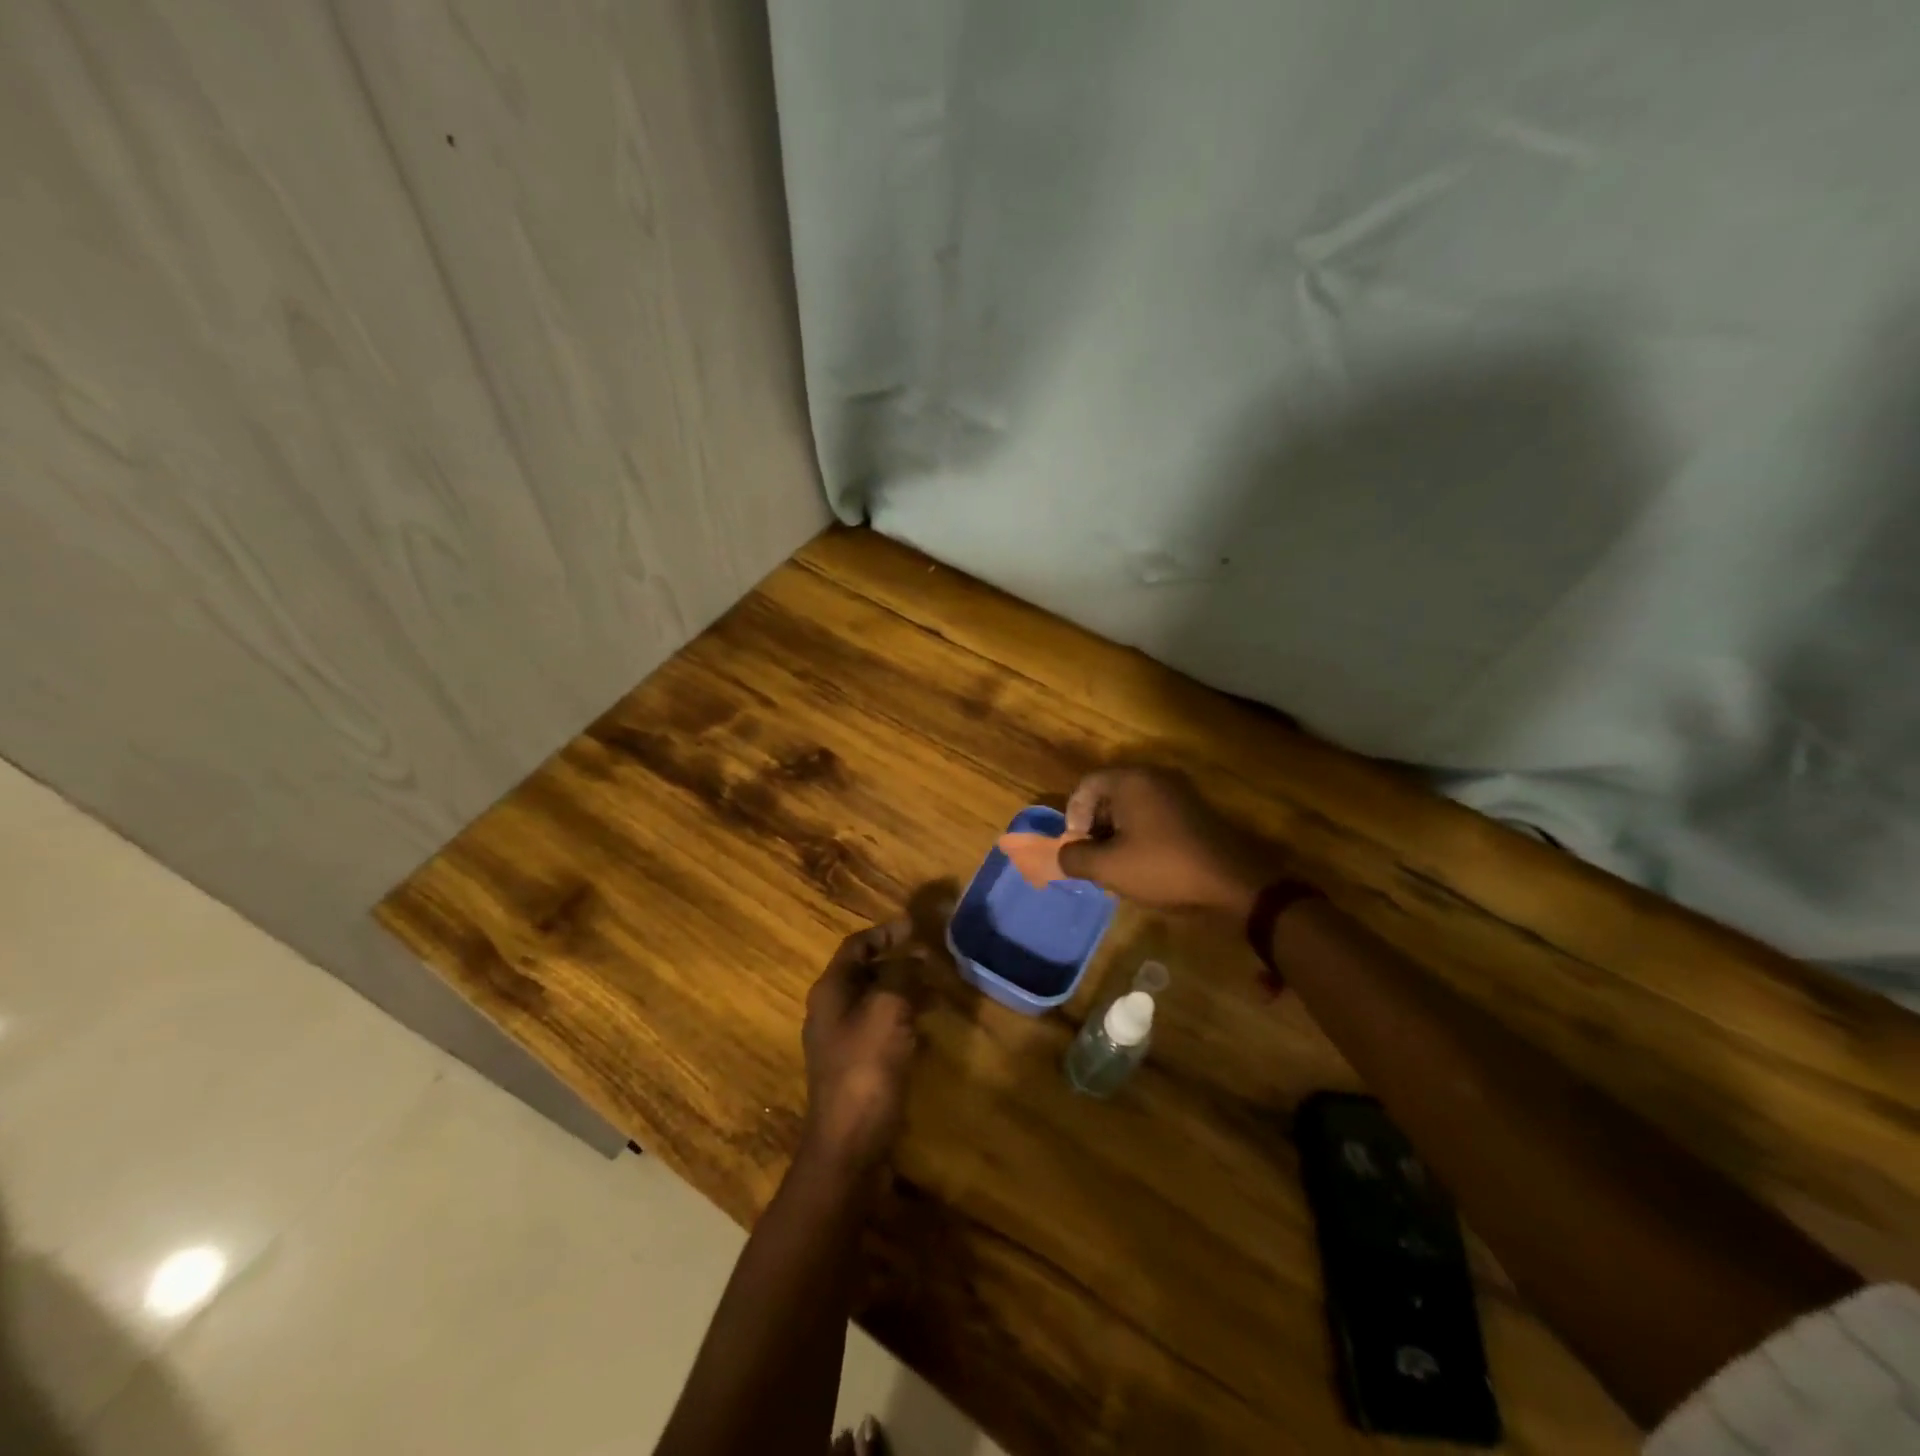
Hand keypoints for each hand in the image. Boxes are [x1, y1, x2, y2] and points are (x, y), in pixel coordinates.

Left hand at [799, 919, 927, 1174]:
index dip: (885, 932)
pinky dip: (902, 1020)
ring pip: (875, 1001)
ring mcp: (840, 1041)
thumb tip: (914, 956)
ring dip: (904, 991)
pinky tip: (925, 1030)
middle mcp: (830, 1010)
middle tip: (933, 960)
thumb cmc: (867, 1067)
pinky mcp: (855, 1067)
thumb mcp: (889, 1009)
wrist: (850, 1144)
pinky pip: (880, 1030)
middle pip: (865, 972)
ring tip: (936, 991)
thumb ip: (902, 974)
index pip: (856, 945)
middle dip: (899, 962)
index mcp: (831, 990)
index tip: (915, 927)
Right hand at [1057, 765, 1285, 916]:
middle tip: (1094, 859)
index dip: (1074, 816)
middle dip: (1095, 827)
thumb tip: (1063, 854)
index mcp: (1131, 781)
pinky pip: (1154, 816)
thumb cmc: (1163, 868)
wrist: (1233, 884)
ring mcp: (1178, 794)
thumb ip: (1075, 857)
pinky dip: (1140, 836)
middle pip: (1109, 795)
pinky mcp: (1193, 812)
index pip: (1086, 785)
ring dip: (1117, 834)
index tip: (1077, 846)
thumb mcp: (1108, 868)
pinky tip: (1143, 866)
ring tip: (1117, 868)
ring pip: (1132, 808)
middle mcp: (1154, 778)